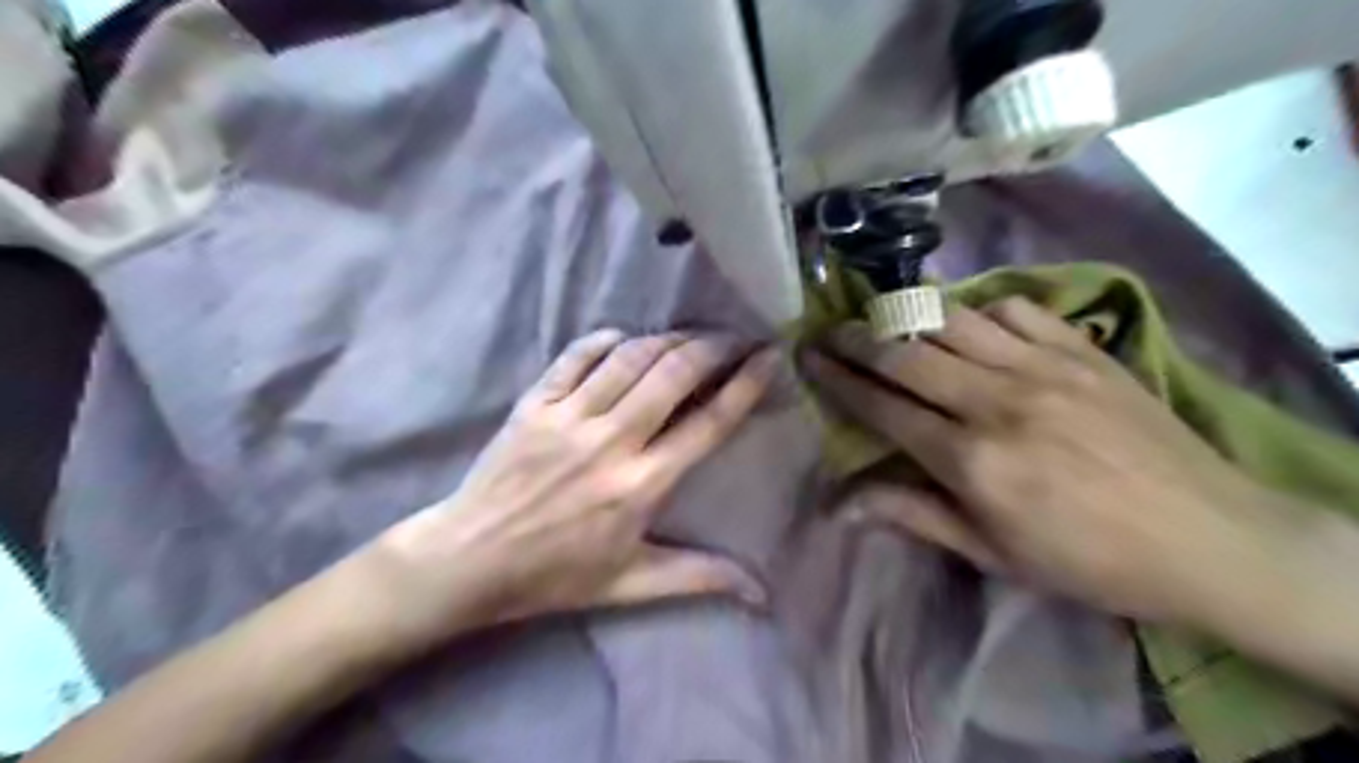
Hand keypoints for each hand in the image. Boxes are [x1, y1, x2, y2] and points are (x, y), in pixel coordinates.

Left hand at [369, 327, 774, 650]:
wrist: (470, 559)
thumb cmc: (555, 574)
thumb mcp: (631, 584)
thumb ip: (698, 577)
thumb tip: (761, 594)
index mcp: (641, 485)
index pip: (708, 423)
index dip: (745, 384)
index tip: (769, 357)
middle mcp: (611, 441)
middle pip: (674, 374)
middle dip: (713, 346)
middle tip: (735, 337)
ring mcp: (569, 417)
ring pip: (630, 358)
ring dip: (668, 339)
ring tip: (691, 336)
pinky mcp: (535, 403)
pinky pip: (576, 356)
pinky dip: (606, 340)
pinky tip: (626, 338)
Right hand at [799, 298, 1285, 626]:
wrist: (1210, 538)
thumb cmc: (1087, 559)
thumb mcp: (992, 553)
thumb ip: (913, 515)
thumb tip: (841, 504)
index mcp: (971, 460)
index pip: (883, 406)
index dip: (839, 379)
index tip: (810, 357)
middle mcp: (996, 401)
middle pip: (906, 353)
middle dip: (857, 338)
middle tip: (830, 329)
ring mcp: (1042, 367)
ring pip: (952, 320)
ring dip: (907, 316)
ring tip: (883, 317)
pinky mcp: (1081, 349)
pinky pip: (1013, 308)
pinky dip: (979, 310)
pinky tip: (969, 323)